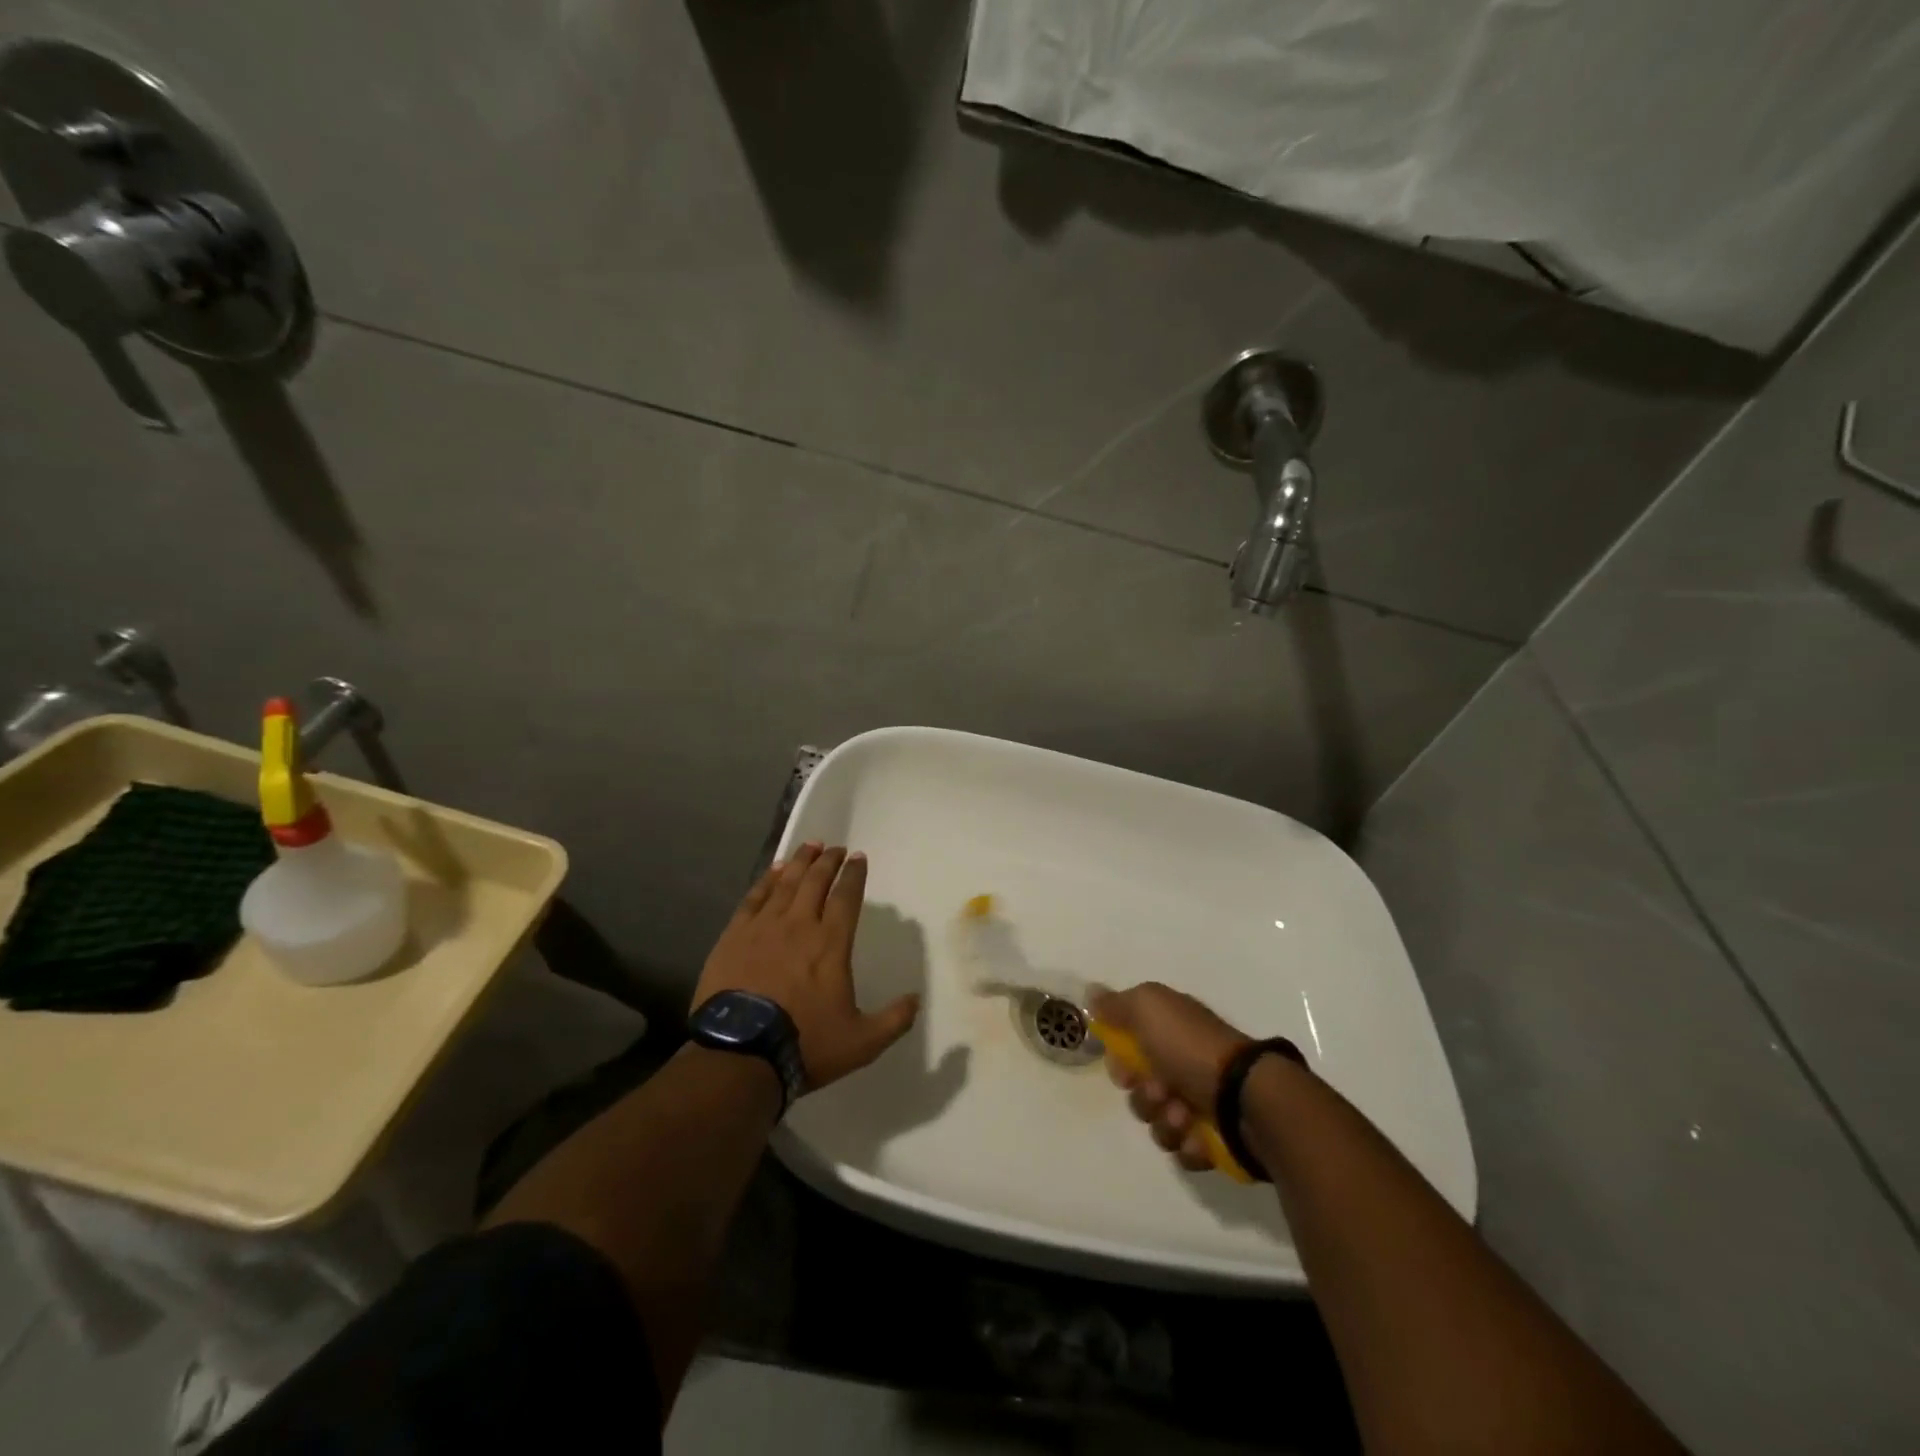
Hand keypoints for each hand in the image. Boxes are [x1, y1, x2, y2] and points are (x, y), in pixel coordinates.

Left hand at [694, 843, 918, 1091]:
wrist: (741, 1055)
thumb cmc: (805, 1045)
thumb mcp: (861, 1042)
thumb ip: (893, 1020)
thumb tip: (916, 1000)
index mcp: (831, 943)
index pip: (847, 897)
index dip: (854, 875)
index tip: (858, 858)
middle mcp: (799, 925)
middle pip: (816, 881)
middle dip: (829, 861)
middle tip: (836, 848)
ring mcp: (764, 927)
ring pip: (786, 883)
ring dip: (800, 861)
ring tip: (809, 847)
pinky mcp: (735, 936)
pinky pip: (754, 897)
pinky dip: (767, 880)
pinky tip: (774, 871)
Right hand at [1091, 982, 1251, 1172]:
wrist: (1246, 1098)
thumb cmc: (1191, 1048)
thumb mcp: (1148, 1008)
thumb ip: (1116, 1004)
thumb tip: (1091, 994)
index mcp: (1170, 1032)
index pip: (1129, 1048)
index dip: (1120, 1062)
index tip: (1125, 1070)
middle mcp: (1183, 1065)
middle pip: (1140, 1090)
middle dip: (1143, 1096)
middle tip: (1159, 1091)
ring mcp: (1201, 1103)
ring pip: (1157, 1123)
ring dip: (1165, 1121)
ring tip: (1184, 1116)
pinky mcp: (1214, 1139)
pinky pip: (1182, 1150)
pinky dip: (1188, 1144)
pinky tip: (1199, 1135)